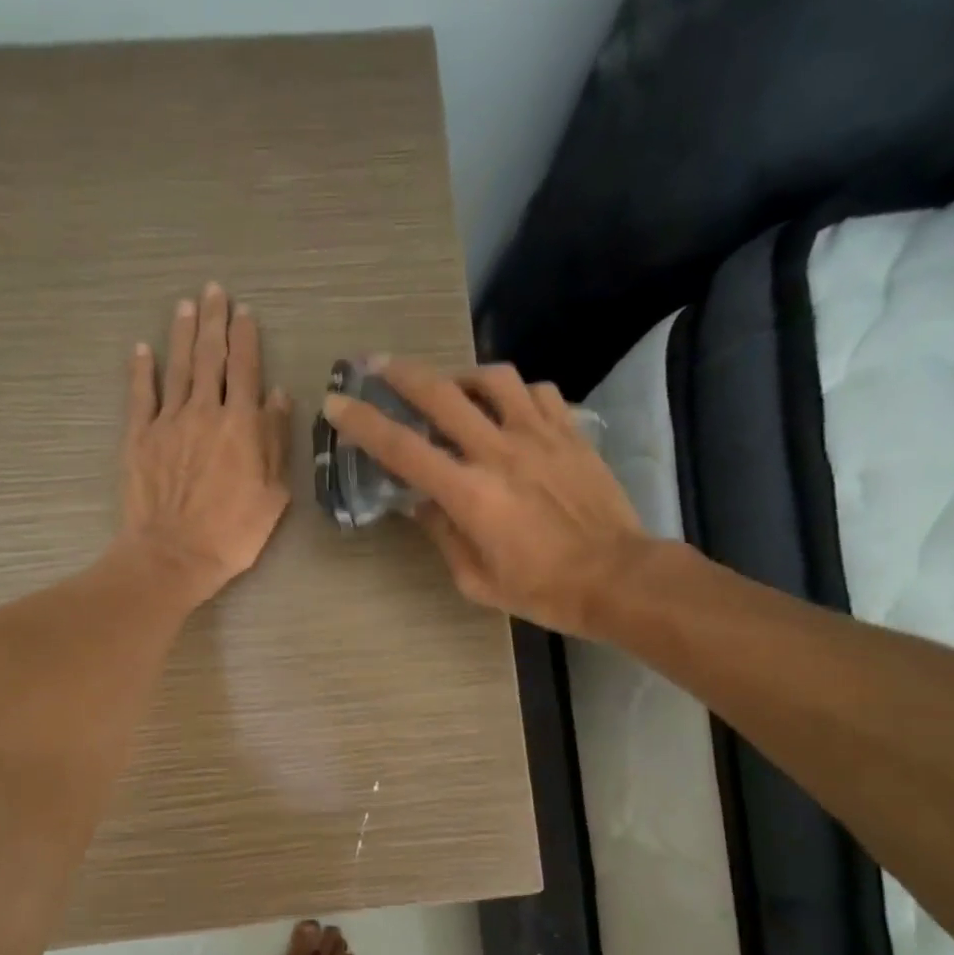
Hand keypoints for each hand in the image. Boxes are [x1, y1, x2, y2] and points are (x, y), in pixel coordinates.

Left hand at [118, 283, 291, 606]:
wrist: (174, 555)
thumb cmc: (233, 532)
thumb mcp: (273, 493)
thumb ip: (275, 440)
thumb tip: (278, 396)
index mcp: (241, 424)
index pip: (246, 368)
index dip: (246, 337)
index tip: (245, 312)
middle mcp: (205, 411)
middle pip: (210, 356)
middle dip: (214, 321)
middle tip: (214, 291)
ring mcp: (168, 421)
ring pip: (177, 366)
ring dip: (182, 333)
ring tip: (186, 305)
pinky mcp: (139, 437)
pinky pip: (140, 394)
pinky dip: (142, 369)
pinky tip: (142, 349)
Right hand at [321, 358, 649, 638]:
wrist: (616, 577)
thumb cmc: (541, 589)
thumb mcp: (476, 579)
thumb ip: (443, 535)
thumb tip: (420, 505)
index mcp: (469, 494)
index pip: (403, 449)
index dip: (363, 422)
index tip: (337, 402)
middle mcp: (499, 452)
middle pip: (441, 393)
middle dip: (401, 374)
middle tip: (377, 365)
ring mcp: (539, 435)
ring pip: (493, 378)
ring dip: (461, 375)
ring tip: (451, 387)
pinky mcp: (570, 432)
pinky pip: (536, 392)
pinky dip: (513, 392)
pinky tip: (507, 407)